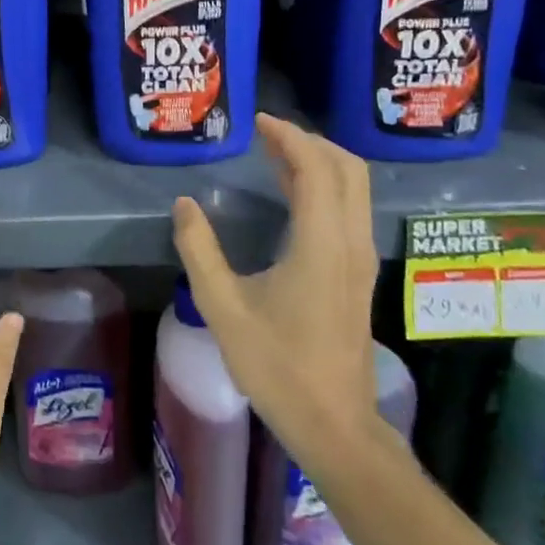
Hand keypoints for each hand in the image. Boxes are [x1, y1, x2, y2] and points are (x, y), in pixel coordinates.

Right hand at [170, 114, 382, 466]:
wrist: (333, 423)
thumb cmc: (276, 366)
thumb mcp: (223, 308)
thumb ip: (199, 252)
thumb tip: (184, 205)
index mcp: (320, 246)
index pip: (316, 170)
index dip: (289, 138)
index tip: (259, 121)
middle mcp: (349, 244)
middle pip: (348, 170)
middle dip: (311, 142)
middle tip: (269, 133)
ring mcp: (359, 260)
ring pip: (354, 190)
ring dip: (320, 162)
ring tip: (277, 154)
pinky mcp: (357, 275)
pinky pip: (349, 210)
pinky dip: (326, 186)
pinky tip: (294, 195)